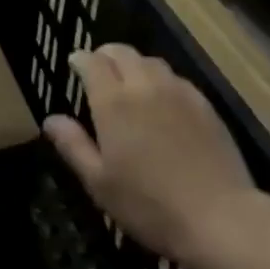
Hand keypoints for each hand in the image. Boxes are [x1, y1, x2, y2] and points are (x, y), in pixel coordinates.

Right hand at [44, 45, 267, 268]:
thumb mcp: (100, 183)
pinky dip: (160, 79)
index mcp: (113, 101)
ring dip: (133, 64)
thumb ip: (73, 145)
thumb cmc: (149, 206)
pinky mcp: (203, 102)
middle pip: (121, 52)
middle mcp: (143, 84)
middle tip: (99, 69)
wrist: (218, 217)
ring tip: (129, 82)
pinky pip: (174, 78)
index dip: (80, 59)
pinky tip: (162, 100)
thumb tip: (50, 119)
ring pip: (149, 61)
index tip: (74, 64)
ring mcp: (176, 90)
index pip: (92, 62)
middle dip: (105, 55)